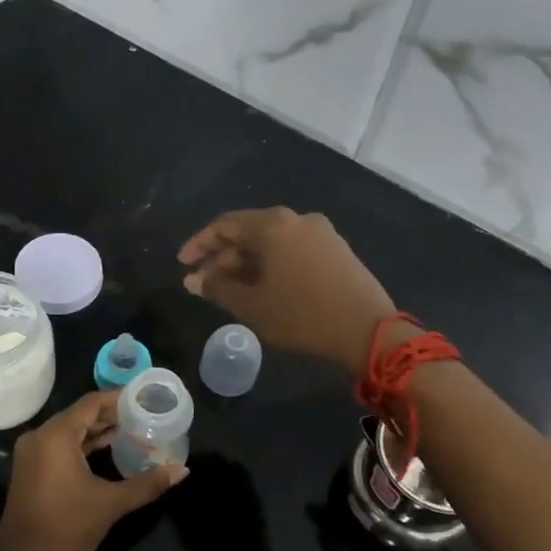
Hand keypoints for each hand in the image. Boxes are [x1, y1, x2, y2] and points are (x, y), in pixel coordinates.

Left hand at [0, 391, 187, 550]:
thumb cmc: (69, 527)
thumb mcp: (112, 503)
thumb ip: (148, 483)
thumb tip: (183, 471)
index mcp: (56, 435)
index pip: (91, 403)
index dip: (119, 399)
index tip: (144, 398)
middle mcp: (39, 436)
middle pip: (79, 414)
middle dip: (111, 415)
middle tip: (143, 415)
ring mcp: (31, 453)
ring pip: (69, 430)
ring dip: (97, 430)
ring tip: (131, 431)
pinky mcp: (30, 469)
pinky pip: (59, 445)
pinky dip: (82, 444)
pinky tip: (107, 450)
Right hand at [178, 208, 396, 376]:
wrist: (368, 331)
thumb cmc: (301, 315)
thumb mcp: (252, 305)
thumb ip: (218, 288)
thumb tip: (192, 279)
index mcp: (273, 225)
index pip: (225, 225)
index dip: (200, 244)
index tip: (183, 264)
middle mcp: (297, 219)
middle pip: (250, 232)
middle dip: (224, 257)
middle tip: (204, 283)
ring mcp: (321, 233)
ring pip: (272, 242)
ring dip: (247, 263)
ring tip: (231, 289)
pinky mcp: (337, 250)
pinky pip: (293, 250)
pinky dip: (272, 264)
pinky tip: (264, 288)